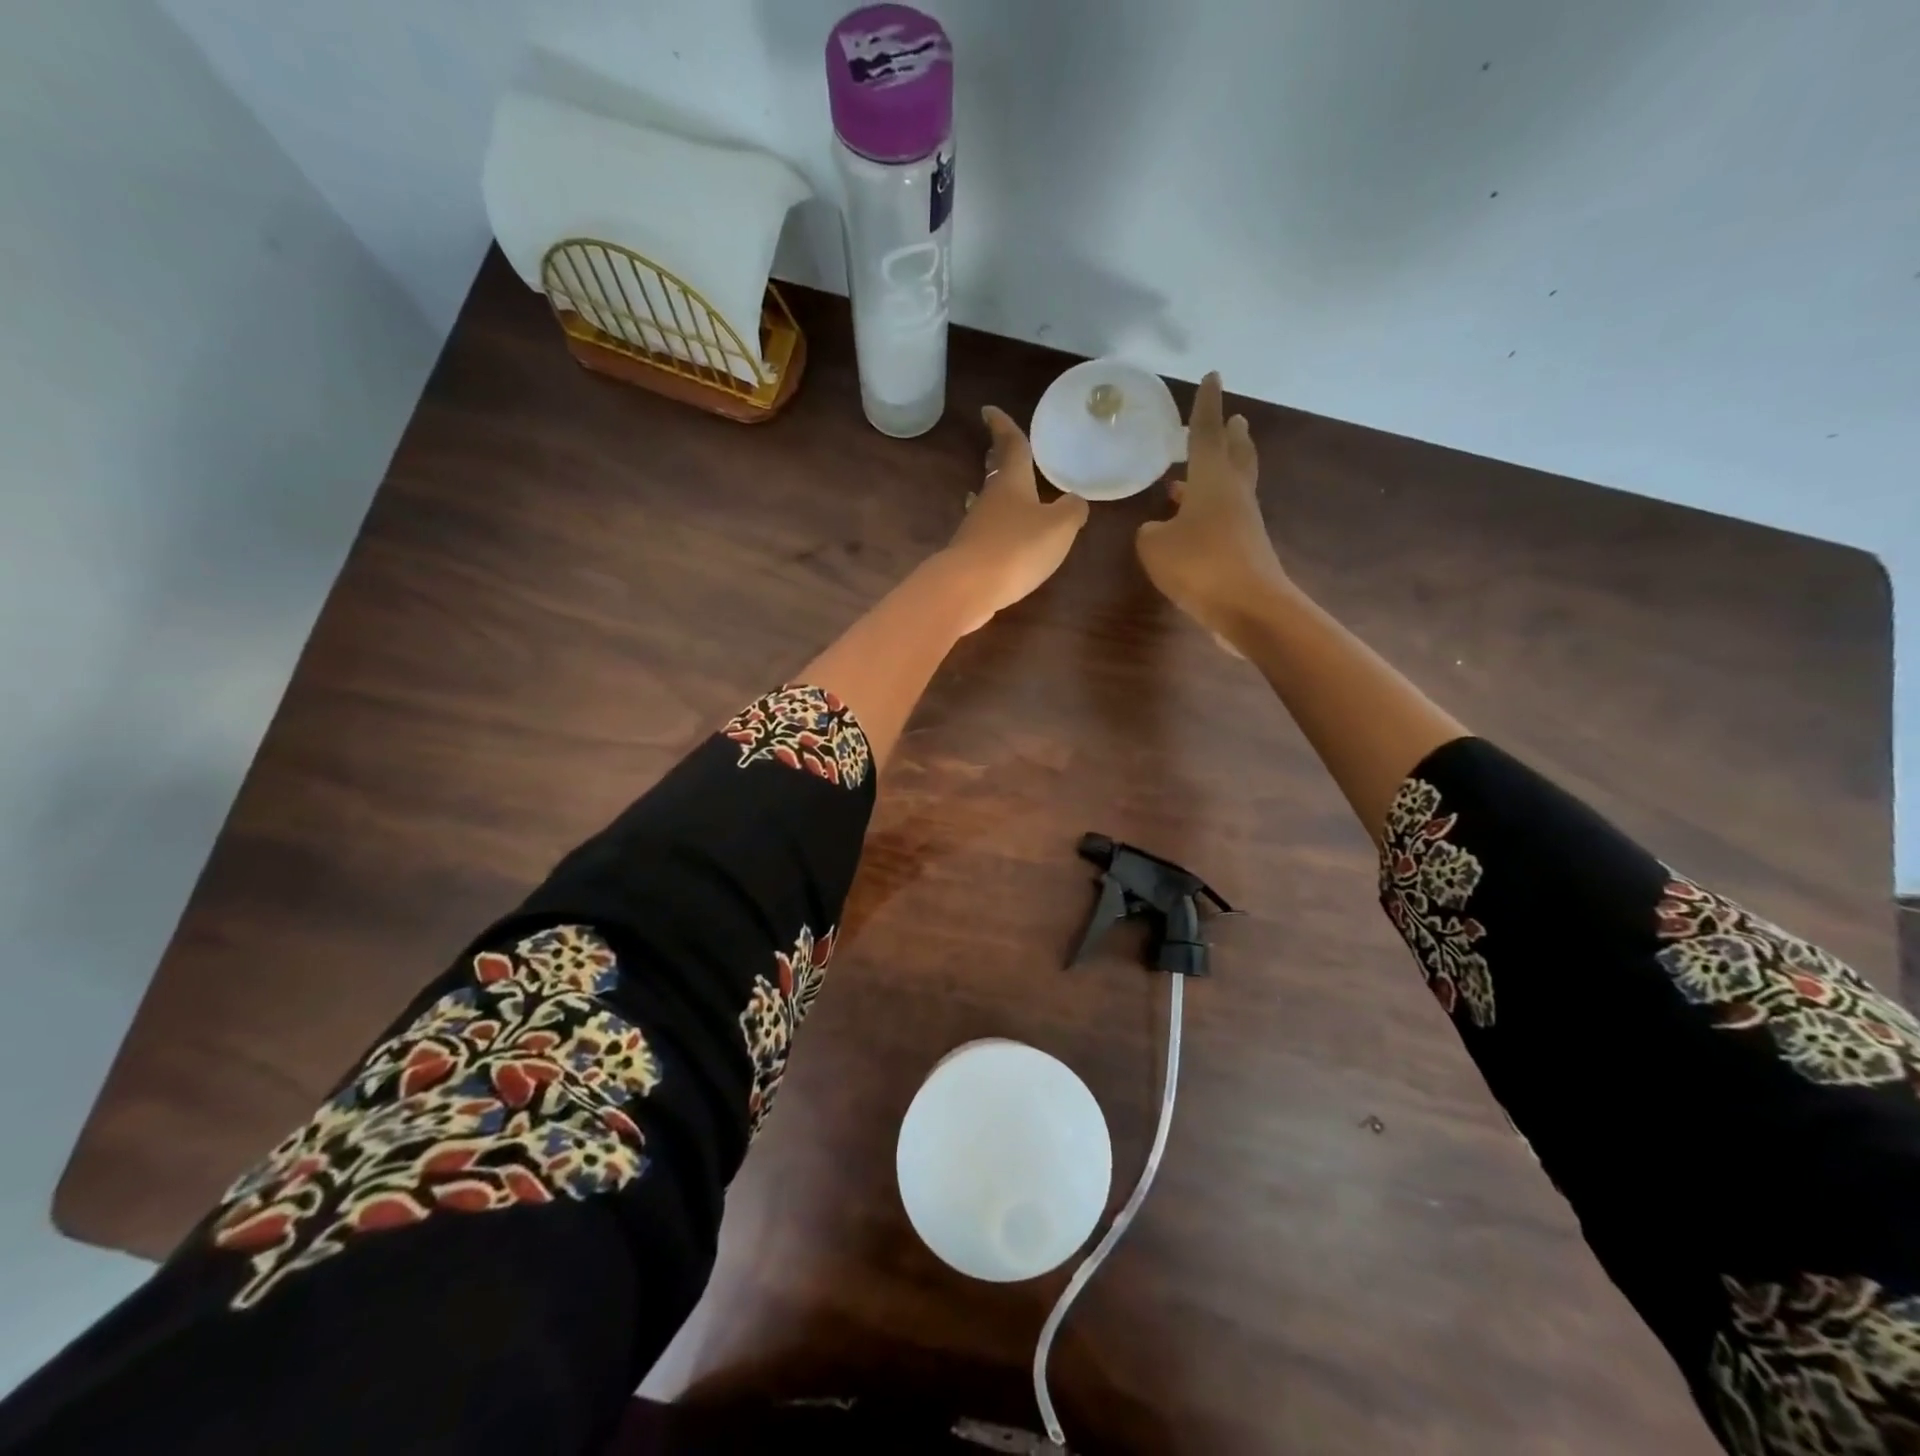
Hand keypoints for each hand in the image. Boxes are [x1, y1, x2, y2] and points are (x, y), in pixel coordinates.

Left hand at [939, 406, 1089, 633]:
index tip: (988, 410)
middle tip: (998, 448)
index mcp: (1012, 482)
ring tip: (1004, 492)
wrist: (968, 588)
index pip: (1010, 446)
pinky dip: (996, 528)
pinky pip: (987, 532)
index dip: (1002, 426)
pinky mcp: (971, 555)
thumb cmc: (1016, 548)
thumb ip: (1072, 510)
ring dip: (997, 495)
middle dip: (998, 459)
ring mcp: (976, 528)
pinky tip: (1002, 536)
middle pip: (996, 474)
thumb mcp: (1059, 527)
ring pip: (989, 503)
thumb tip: (1075, 501)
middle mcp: (990, 499)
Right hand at [1135, 372, 1285, 648]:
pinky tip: (1193, 521)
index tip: (1212, 376)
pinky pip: (1225, 517)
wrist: (1250, 608)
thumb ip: (1150, 531)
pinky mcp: (1245, 549)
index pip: (1206, 432)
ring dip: (1223, 471)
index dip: (1206, 405)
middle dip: (1232, 435)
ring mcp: (1243, 522)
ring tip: (1205, 467)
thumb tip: (1159, 529)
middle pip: (1236, 455)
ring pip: (1233, 486)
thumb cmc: (1200, 565)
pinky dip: (1211, 508)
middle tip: (1235, 419)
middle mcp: (1233, 493)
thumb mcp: (1155, 547)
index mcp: (1212, 480)